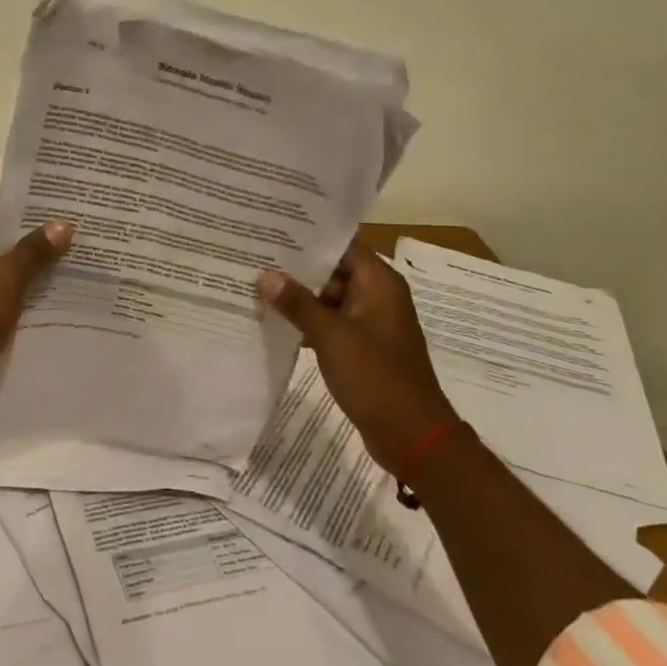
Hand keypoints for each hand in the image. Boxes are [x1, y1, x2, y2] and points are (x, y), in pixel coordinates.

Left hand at [0, 156, 72, 389]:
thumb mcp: (7, 281)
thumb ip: (35, 249)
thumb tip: (65, 224)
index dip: (14, 164)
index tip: (51, 168)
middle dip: (30, 198)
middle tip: (72, 197)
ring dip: (28, 229)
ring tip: (70, 226)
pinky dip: (21, 255)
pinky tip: (54, 263)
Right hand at [258, 242, 458, 474]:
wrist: (411, 436)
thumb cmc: (376, 377)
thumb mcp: (332, 336)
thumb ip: (298, 303)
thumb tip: (266, 275)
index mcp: (379, 283)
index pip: (342, 245)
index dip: (309, 237)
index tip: (273, 229)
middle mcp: (377, 296)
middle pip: (333, 270)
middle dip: (296, 267)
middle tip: (255, 255)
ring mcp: (370, 323)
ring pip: (329, 298)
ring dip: (299, 296)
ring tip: (256, 284)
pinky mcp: (362, 348)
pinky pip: (331, 323)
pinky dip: (307, 321)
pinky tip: (274, 321)